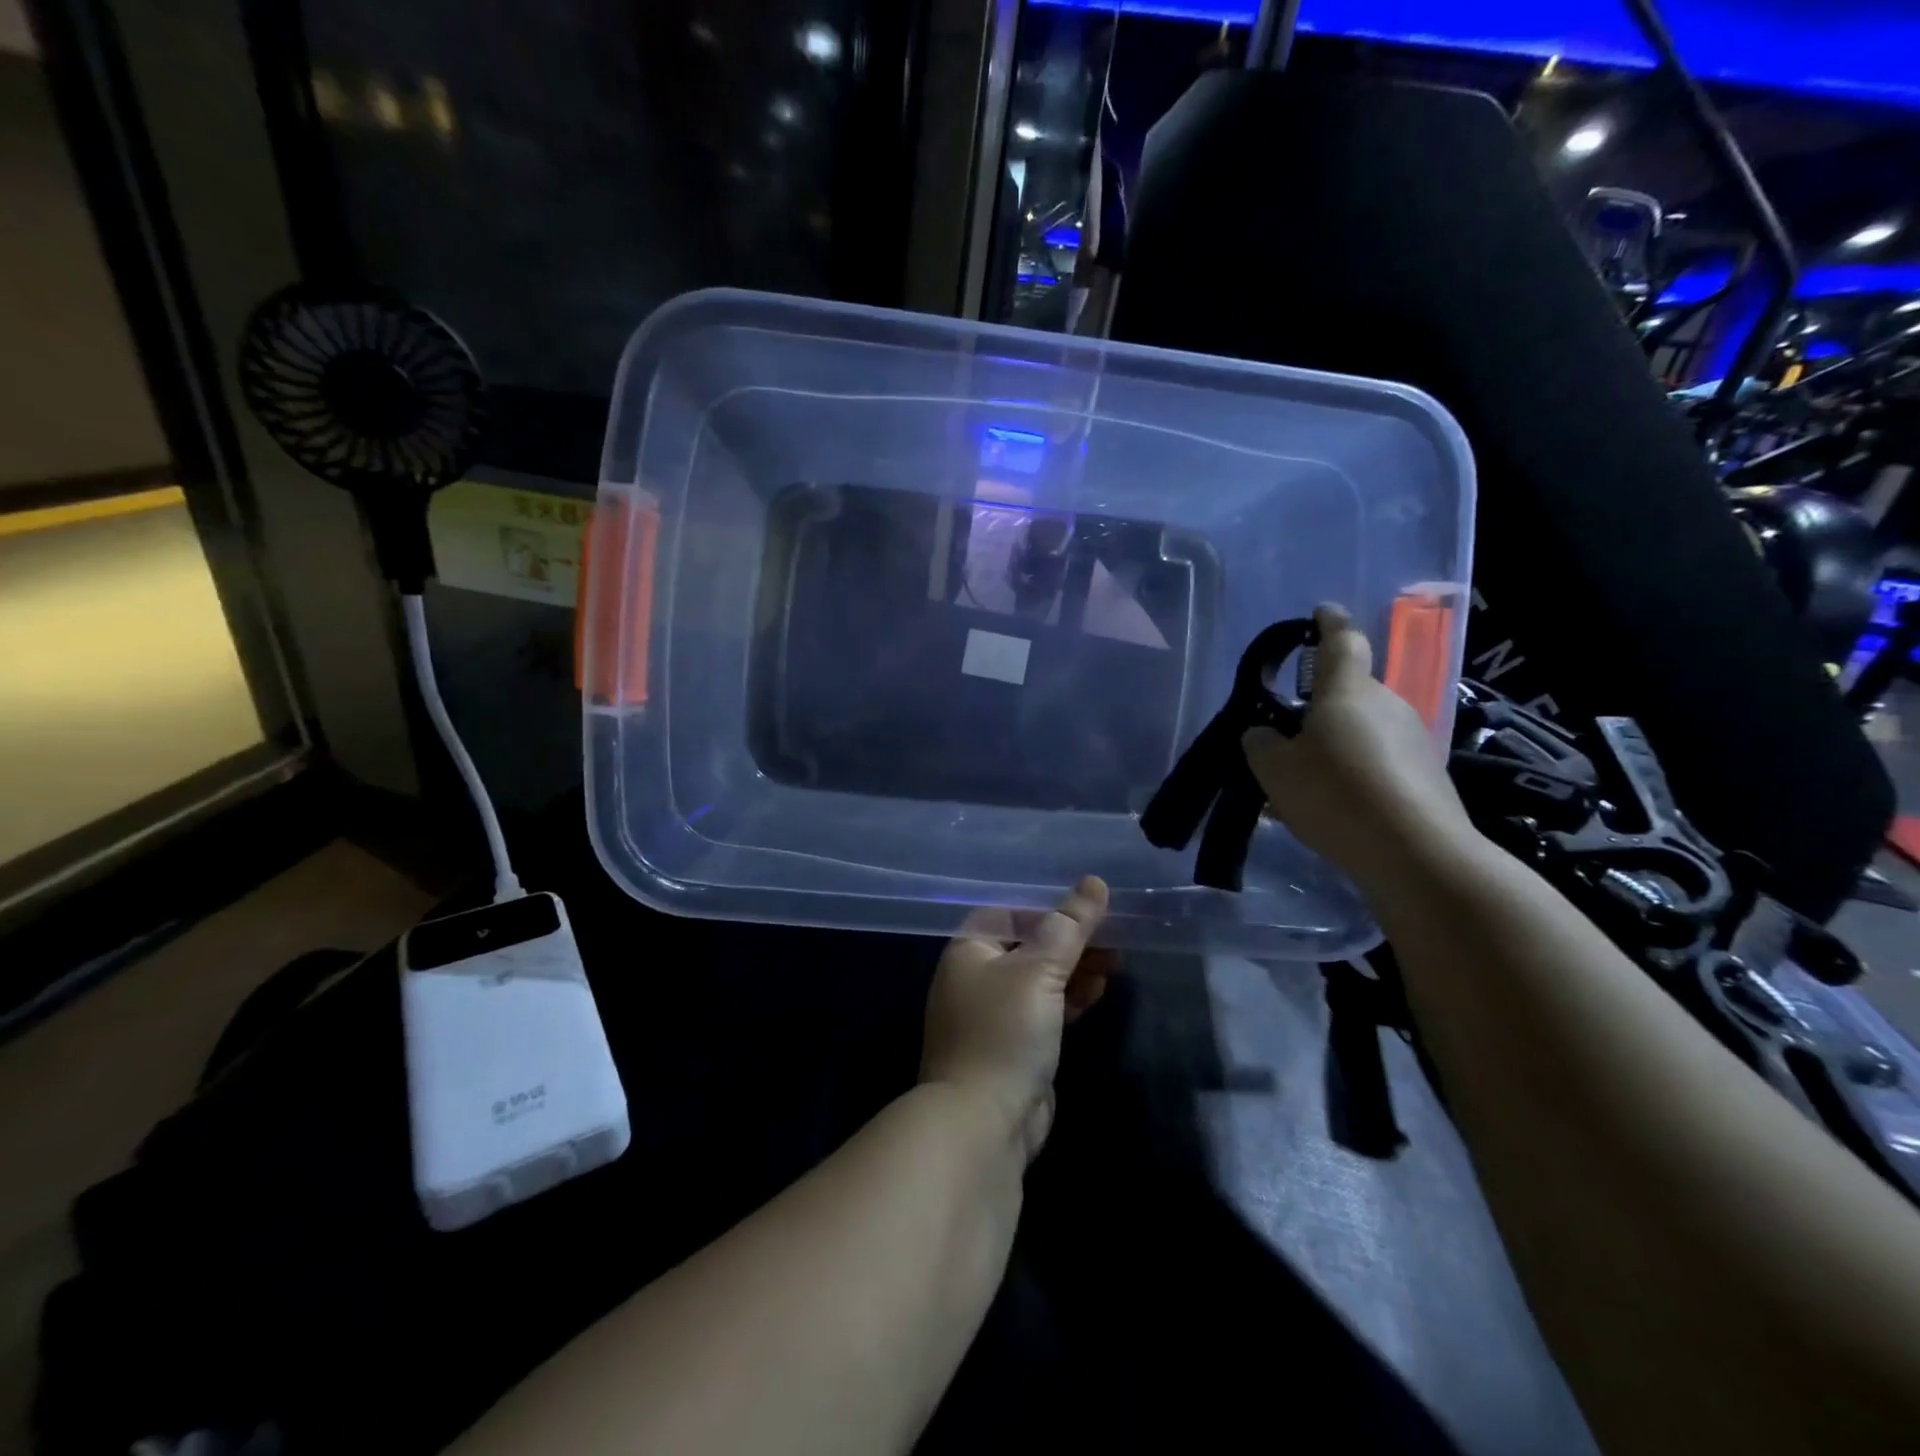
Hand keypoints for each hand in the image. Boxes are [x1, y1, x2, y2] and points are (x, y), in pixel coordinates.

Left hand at [920, 877, 1111, 1160]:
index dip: (1051, 906)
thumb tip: (1094, 882)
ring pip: (1040, 977)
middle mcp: (976, 976)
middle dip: (1071, 939)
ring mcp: (994, 1012)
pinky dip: (1069, 997)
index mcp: (969, 949)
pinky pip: (1044, 1007)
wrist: (983, 1122)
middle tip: (1115, 936)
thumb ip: (1069, 926)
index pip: (1012, 912)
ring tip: (1116, 961)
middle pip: (1029, 944)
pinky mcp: (1014, 1043)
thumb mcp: (1039, 970)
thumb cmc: (1005, 1031)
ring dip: (1075, 967)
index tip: (1092, 907)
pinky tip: (1097, 992)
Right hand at [1242, 604, 1472, 884]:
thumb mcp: (1273, 769)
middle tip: (1286, 741)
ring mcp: (1414, 738)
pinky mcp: (1428, 774)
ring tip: (1306, 785)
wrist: (1415, 852)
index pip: (1341, 640)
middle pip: (1348, 694)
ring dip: (1335, 746)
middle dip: (1319, 709)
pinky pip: (1379, 761)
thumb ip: (1260, 743)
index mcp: (1347, 690)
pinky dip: (1355, 774)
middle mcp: (1386, 703)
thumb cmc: (1334, 794)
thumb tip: (1264, 734)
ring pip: (1362, 731)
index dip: (1329, 623)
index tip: (1321, 612)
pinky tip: (1336, 808)